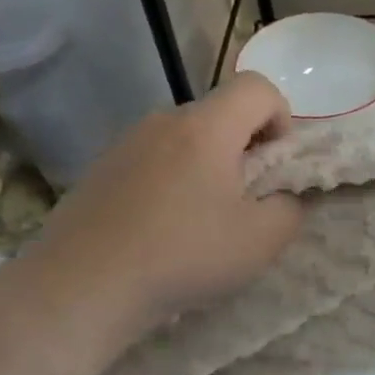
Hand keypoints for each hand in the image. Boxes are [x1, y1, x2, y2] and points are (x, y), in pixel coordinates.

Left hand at [26, 74, 301, 336]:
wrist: (82, 287)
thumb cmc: (184, 255)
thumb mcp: (263, 240)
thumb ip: (291, 207)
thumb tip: (284, 196)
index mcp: (207, 128)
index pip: (257, 87)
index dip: (282, 116)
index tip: (278, 163)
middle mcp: (163, 122)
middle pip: (221, 113)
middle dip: (246, 146)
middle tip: (246, 198)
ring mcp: (125, 143)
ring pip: (186, 138)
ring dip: (208, 165)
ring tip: (203, 218)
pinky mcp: (100, 170)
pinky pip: (154, 160)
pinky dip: (173, 181)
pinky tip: (163, 228)